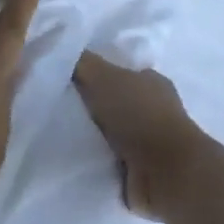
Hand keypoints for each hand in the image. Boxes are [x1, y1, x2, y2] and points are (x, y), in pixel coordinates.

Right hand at [71, 52, 200, 222]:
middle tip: (58, 108)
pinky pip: (111, 160)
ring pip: (112, 133)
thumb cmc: (139, 116)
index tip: (68, 81)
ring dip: (93, 136)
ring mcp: (151, 142)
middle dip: (92, 107)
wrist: (166, 172)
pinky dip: (97, 160)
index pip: (120, 72)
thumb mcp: (104, 77)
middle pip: (115, 103)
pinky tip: (75, 158)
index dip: (96, 75)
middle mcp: (154, 109)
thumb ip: (84, 63)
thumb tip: (63, 52)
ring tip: (61, 135)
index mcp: (151, 82)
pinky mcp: (143, 170)